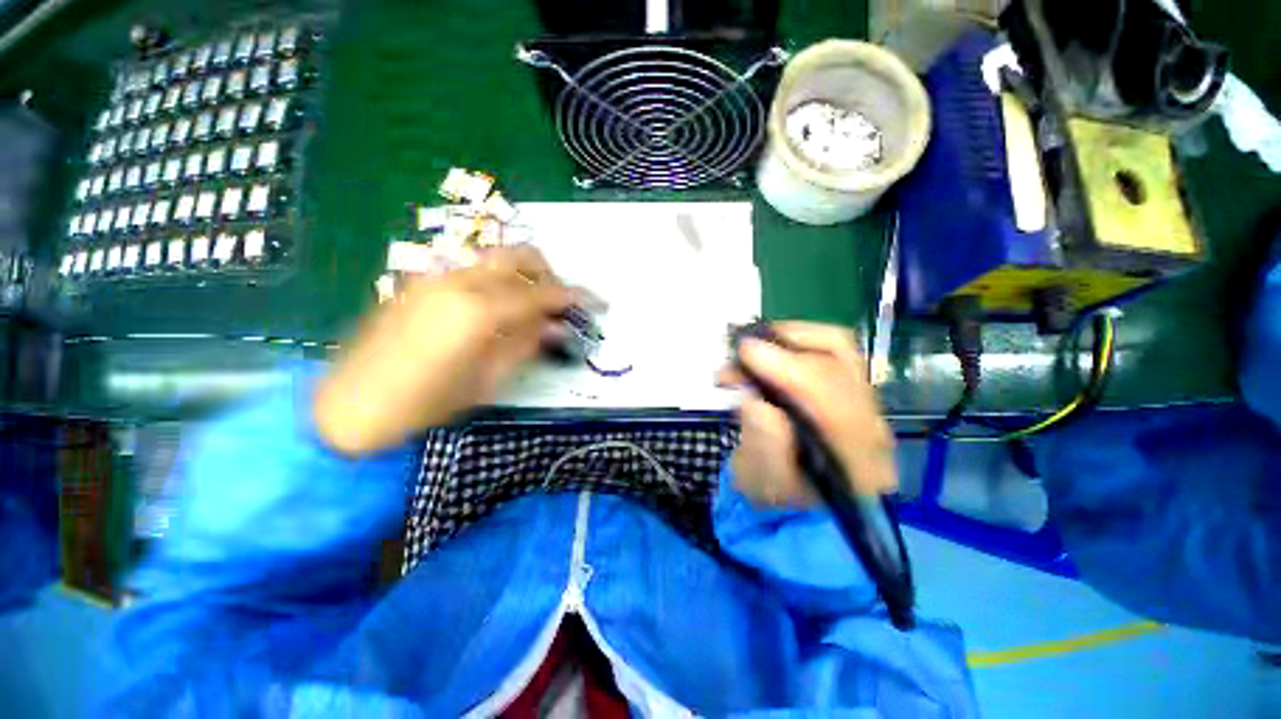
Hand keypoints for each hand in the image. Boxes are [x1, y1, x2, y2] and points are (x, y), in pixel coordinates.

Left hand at [314, 246, 580, 455]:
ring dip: (522, 274)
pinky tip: (497, 309)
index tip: (592, 300)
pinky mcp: (421, 282)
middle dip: (547, 273)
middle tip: (559, 300)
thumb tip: (556, 327)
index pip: (539, 293)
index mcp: (478, 311)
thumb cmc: (426, 402)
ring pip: (494, 259)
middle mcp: (458, 282)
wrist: (351, 403)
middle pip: (518, 256)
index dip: (570, 296)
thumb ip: (526, 345)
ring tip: (531, 305)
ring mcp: (436, 277)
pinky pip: (472, 271)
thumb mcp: (487, 380)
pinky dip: (497, 280)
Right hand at [717, 322, 895, 505]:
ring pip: (837, 348)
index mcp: (858, 461)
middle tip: (741, 349)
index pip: (831, 399)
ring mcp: (864, 404)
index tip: (744, 352)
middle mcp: (871, 425)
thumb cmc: (777, 498)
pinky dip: (795, 340)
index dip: (786, 367)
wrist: (798, 505)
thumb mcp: (761, 481)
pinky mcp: (849, 390)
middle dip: (784, 346)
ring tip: (754, 344)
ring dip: (790, 336)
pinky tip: (768, 348)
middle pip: (839, 363)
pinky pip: (829, 350)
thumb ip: (762, 441)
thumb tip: (754, 395)